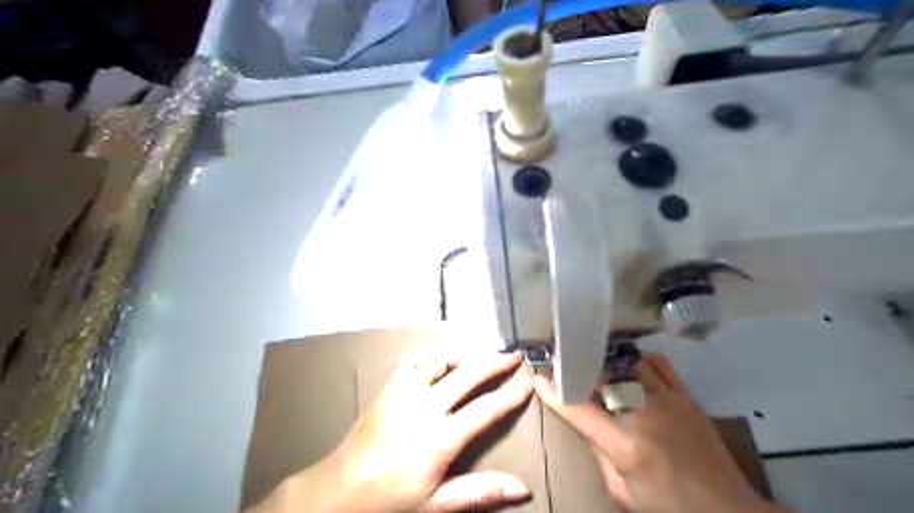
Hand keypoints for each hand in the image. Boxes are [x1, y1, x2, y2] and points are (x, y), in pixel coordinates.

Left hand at [248, 349, 537, 512]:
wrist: (340, 488)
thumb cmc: (390, 499)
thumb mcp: (437, 504)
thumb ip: (480, 492)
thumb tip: (523, 488)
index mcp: (441, 437)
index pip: (486, 409)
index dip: (511, 394)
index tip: (528, 382)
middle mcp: (426, 406)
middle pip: (469, 374)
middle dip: (495, 363)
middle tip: (513, 356)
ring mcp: (405, 391)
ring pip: (440, 360)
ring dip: (463, 356)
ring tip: (478, 358)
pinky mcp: (390, 386)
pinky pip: (414, 361)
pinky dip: (432, 358)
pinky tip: (439, 364)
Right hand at [538, 356, 777, 512]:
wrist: (728, 511)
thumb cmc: (668, 507)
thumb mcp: (621, 492)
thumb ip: (598, 454)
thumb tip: (585, 422)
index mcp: (625, 445)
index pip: (580, 410)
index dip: (555, 392)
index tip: (539, 376)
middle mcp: (644, 415)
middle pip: (604, 376)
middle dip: (581, 367)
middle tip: (567, 362)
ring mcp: (668, 401)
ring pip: (628, 364)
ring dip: (609, 362)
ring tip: (596, 361)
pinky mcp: (686, 396)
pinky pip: (659, 365)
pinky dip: (640, 360)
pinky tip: (631, 364)